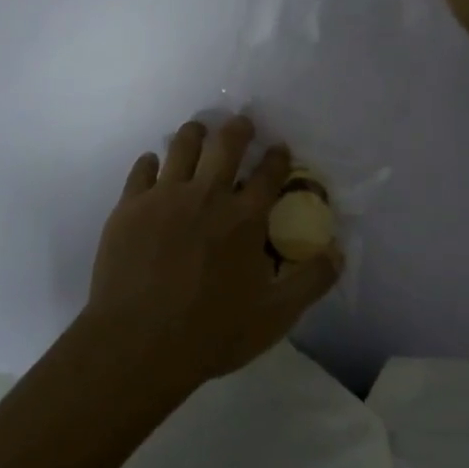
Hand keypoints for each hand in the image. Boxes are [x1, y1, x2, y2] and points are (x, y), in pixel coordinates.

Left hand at [86, 116, 339, 384]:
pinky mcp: (130, 207)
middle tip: (242, 123)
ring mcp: (164, 197)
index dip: (277, 156)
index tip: (279, 148)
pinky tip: (154, 163)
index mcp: (245, 217)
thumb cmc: (211, 332)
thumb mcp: (275, 315)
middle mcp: (207, 195)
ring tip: (199, 130)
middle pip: (226, 145)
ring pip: (182, 147)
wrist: (137, 344)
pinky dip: (152, 162)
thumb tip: (338, 251)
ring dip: (195, 134)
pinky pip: (142, 170)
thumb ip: (311, 281)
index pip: (269, 173)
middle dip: (239, 129)